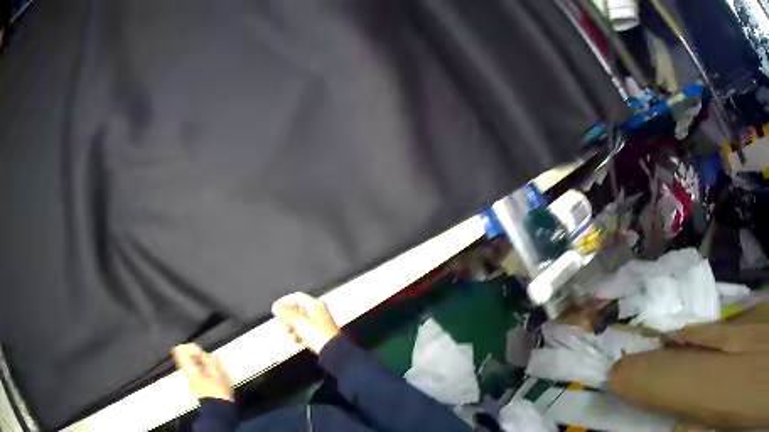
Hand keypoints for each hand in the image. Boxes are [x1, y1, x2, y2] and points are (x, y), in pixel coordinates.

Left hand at [172, 343, 232, 401]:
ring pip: (191, 367)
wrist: (219, 412)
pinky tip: (213, 379)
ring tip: (213, 370)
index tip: (200, 352)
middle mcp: (186, 375)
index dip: (190, 348)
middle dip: (197, 357)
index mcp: (190, 370)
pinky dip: (202, 373)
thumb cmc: (218, 393)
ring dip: (201, 365)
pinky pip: (195, 375)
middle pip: (186, 359)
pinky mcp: (195, 389)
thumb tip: (207, 354)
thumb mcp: (218, 374)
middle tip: (209, 361)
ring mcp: (190, 383)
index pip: (180, 351)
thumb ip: (211, 361)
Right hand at [272, 292, 339, 353]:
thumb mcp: (298, 322)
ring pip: (301, 320)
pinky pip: (306, 329)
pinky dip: (299, 332)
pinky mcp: (321, 333)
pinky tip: (298, 338)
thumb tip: (277, 306)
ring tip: (289, 331)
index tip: (277, 308)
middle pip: (298, 309)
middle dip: (288, 316)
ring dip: (292, 325)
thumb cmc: (320, 336)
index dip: (285, 301)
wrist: (333, 351)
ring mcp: (321, 322)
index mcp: (315, 304)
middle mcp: (319, 311)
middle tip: (282, 322)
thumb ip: (286, 313)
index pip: (297, 297)